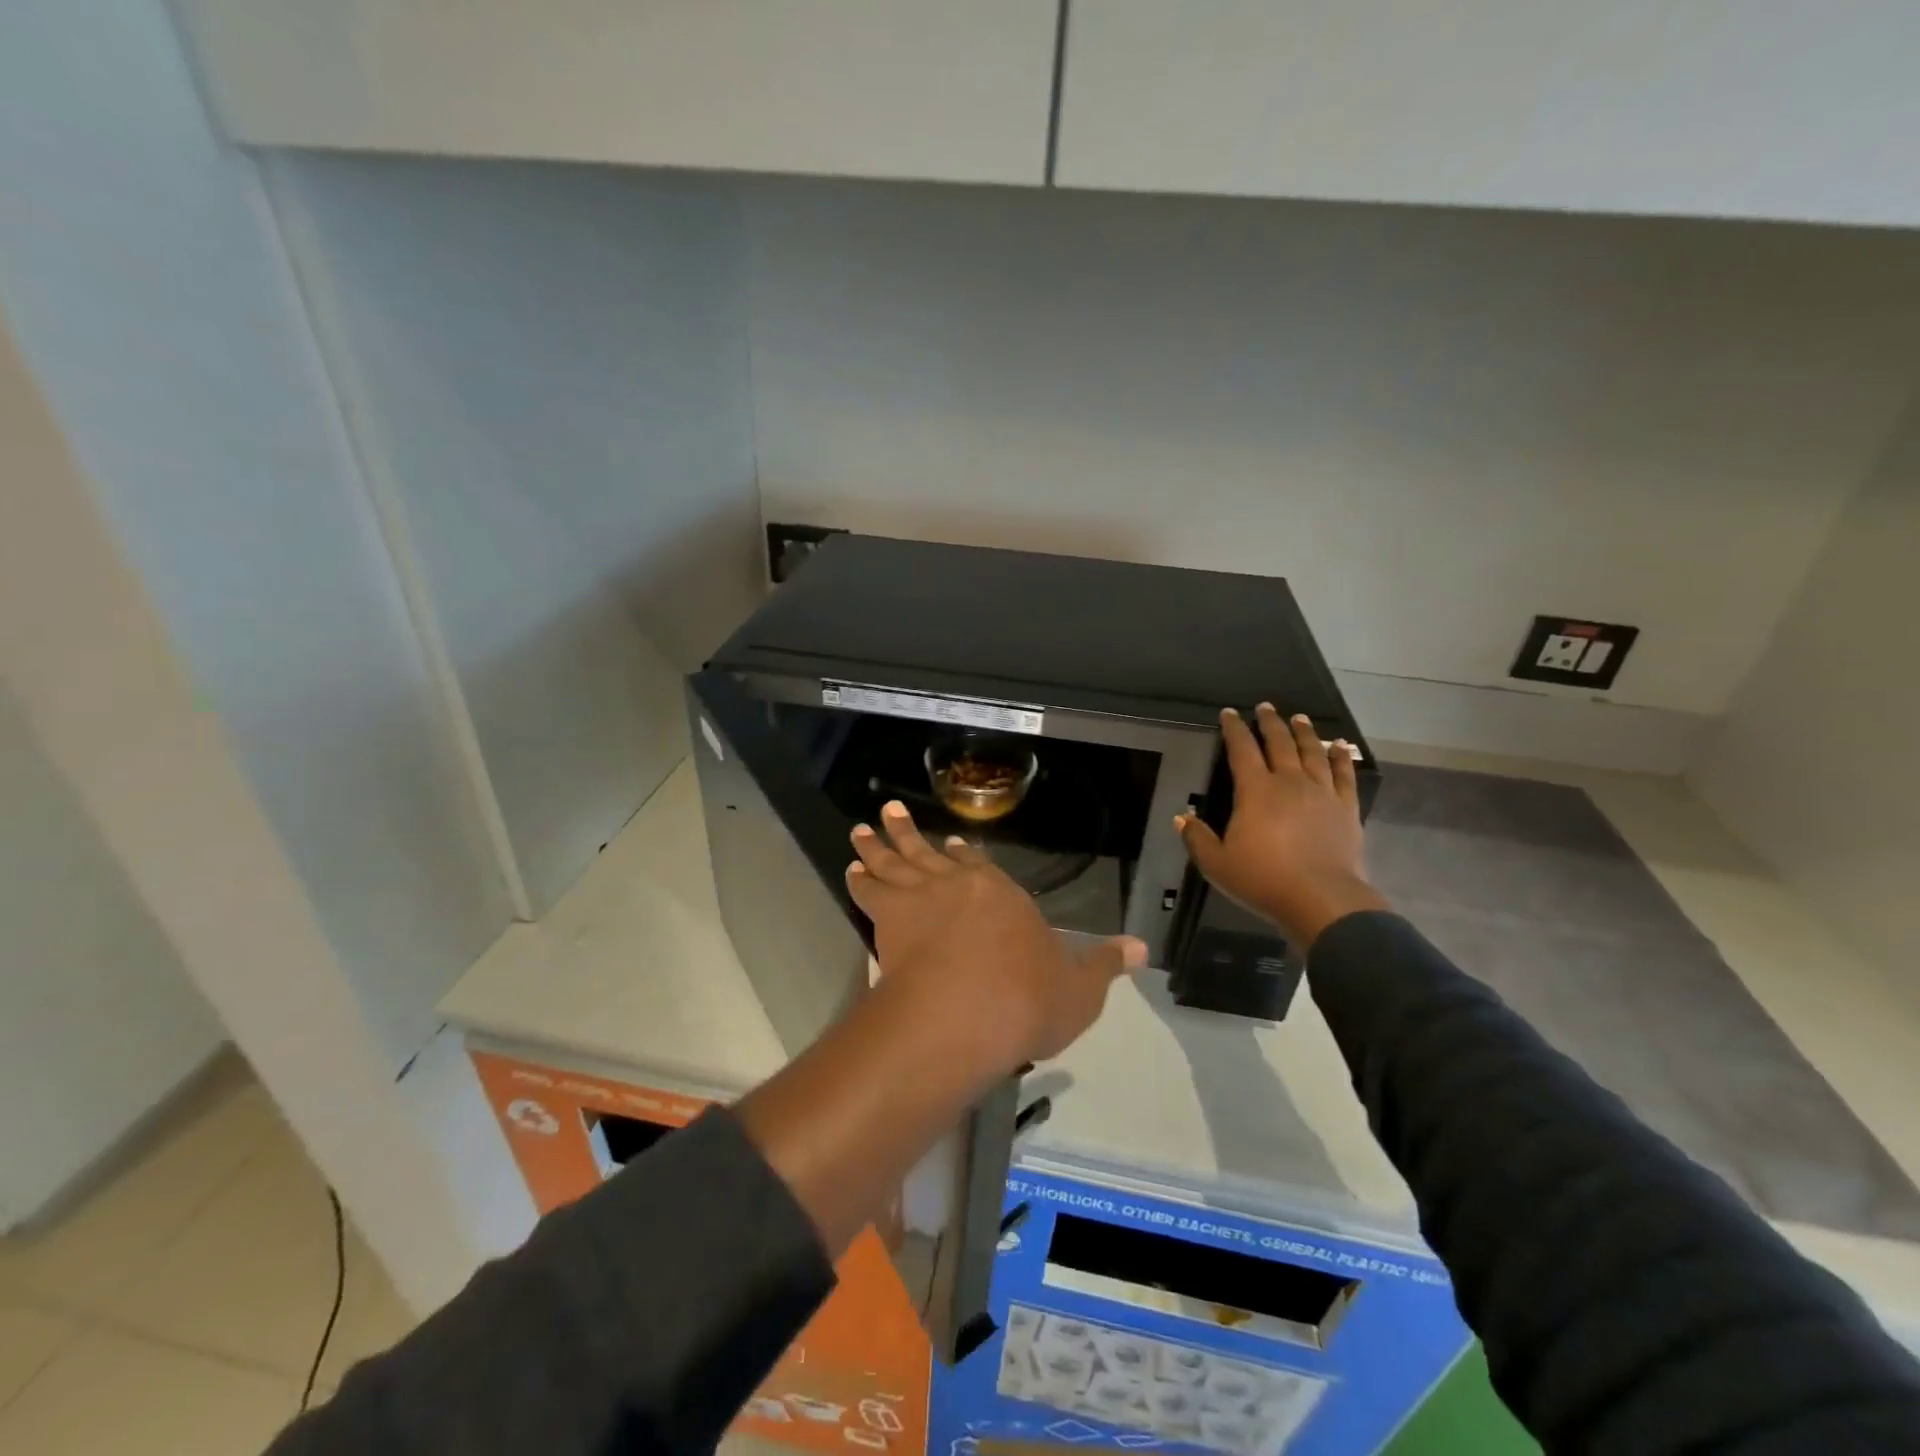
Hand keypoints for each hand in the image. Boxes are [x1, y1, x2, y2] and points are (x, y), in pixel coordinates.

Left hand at [846, 800, 1146, 1073]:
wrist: (967, 1012)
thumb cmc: (1028, 1000)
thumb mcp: (1079, 989)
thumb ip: (1105, 965)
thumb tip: (1143, 948)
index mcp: (1003, 895)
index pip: (980, 867)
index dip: (963, 856)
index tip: (950, 844)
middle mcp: (960, 884)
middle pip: (930, 852)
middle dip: (908, 832)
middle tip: (889, 813)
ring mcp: (921, 897)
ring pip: (894, 861)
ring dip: (877, 844)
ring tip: (860, 829)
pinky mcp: (890, 917)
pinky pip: (870, 890)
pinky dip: (860, 878)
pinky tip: (851, 869)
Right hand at [1176, 705, 1389, 948]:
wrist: (1322, 900)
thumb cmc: (1263, 880)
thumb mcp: (1217, 864)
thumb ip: (1197, 838)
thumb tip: (1183, 817)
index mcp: (1255, 790)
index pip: (1241, 750)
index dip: (1234, 729)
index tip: (1229, 713)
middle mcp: (1289, 782)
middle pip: (1279, 743)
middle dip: (1270, 722)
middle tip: (1266, 707)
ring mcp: (1321, 792)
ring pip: (1312, 752)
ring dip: (1305, 732)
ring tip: (1300, 718)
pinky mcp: (1346, 808)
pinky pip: (1344, 774)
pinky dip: (1341, 757)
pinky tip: (1340, 746)